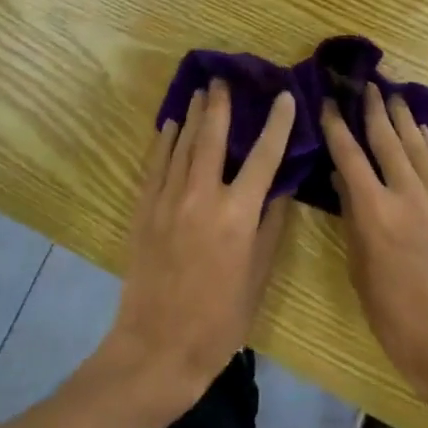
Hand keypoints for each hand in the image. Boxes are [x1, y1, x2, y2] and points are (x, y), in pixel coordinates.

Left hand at [97, 80, 295, 416]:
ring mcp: (168, 200)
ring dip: (192, 115)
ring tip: (200, 92)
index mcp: (236, 215)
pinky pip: (155, 165)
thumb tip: (279, 189)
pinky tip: (168, 126)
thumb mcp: (257, 278)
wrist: (156, 350)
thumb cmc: (218, 321)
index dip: (276, 124)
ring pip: (181, 145)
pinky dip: (163, 142)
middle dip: (220, 105)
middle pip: (213, 137)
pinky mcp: (144, 210)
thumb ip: (269, 228)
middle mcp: (202, 197)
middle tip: (223, 78)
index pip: (263, 157)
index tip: (284, 97)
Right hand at [323, 84, 427, 405]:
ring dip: (403, 118)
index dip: (337, 125)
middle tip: (366, 84)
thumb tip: (344, 180)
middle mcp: (407, 194)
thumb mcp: (361, 271)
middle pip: (387, 139)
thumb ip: (353, 219)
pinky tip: (422, 132)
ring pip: (418, 145)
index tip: (329, 102)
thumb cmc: (398, 319)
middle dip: (374, 109)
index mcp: (375, 212)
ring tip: (394, 95)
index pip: (349, 155)